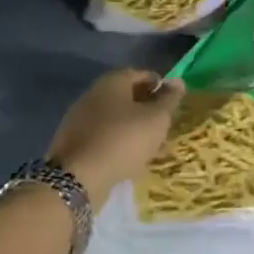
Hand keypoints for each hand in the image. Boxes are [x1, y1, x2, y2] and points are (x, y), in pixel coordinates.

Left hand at [46, 68, 184, 207]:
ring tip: (153, 149)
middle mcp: (93, 94)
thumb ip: (170, 99)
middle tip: (164, 127)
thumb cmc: (124, 139)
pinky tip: (132, 161)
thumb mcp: (157, 119)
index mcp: (112, 82)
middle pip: (127, 97)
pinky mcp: (74, 143)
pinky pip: (104, 137)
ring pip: (116, 120)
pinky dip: (120, 144)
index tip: (173, 104)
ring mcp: (80, 119)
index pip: (142, 75)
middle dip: (148, 110)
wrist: (79, 178)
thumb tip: (178, 81)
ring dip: (135, 130)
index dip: (161, 87)